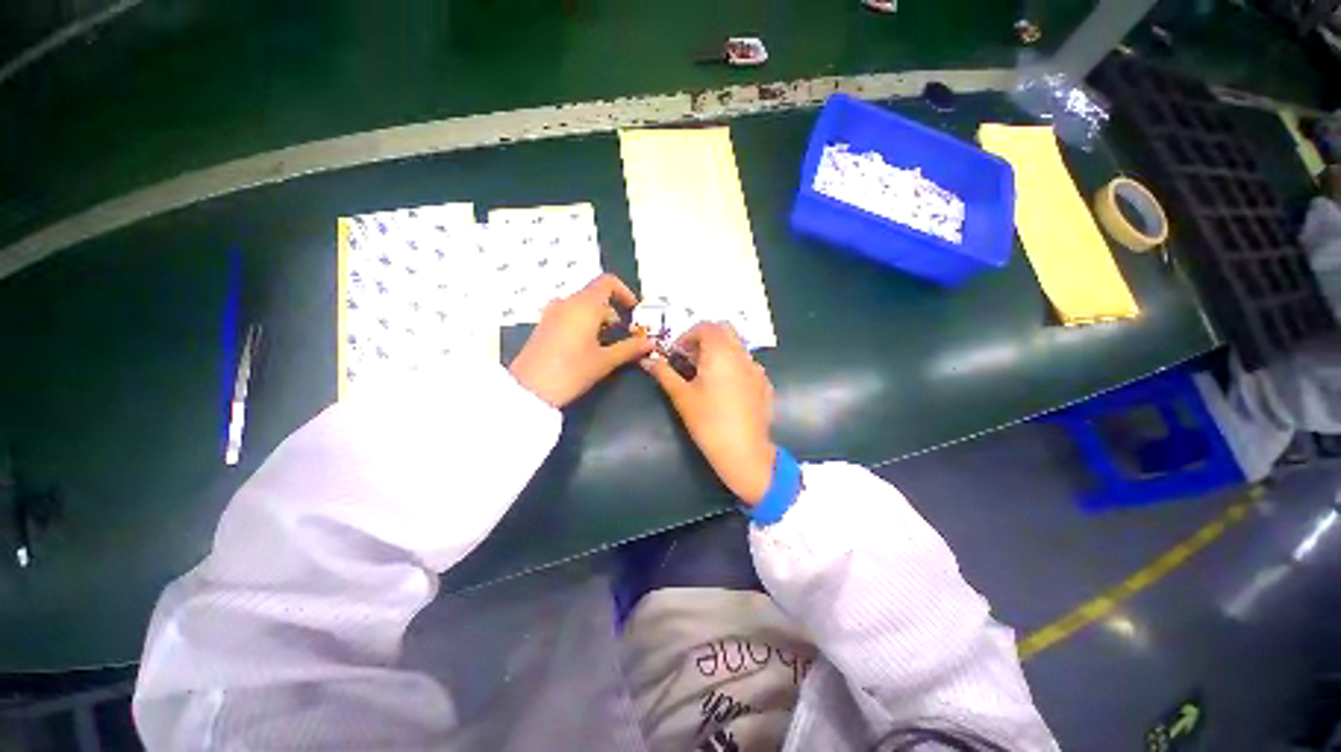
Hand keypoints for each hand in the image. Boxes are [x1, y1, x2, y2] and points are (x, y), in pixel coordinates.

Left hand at [509, 274, 653, 407]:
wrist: (529, 390)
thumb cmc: (572, 371)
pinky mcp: (544, 326)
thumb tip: (650, 343)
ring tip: (608, 344)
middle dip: (614, 312)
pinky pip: (569, 315)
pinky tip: (588, 347)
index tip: (634, 311)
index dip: (624, 292)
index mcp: (584, 305)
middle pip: (596, 295)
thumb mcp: (605, 361)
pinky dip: (584, 323)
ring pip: (582, 307)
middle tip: (626, 334)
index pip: (607, 282)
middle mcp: (567, 303)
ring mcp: (552, 313)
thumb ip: (630, 348)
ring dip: (599, 319)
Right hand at [642, 322, 776, 503]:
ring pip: (737, 347)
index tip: (676, 353)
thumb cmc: (708, 421)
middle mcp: (742, 354)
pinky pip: (747, 365)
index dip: (687, 335)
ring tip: (706, 375)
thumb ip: (663, 373)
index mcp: (720, 351)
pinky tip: (725, 390)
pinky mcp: (765, 384)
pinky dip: (733, 366)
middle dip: (705, 338)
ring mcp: (757, 369)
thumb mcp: (681, 396)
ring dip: (719, 351)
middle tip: (690, 358)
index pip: (705, 326)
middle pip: (724, 330)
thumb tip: (646, 359)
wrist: (743, 451)